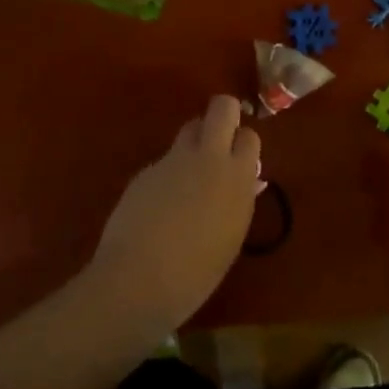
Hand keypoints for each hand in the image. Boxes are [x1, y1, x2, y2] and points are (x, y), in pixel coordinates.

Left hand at [89, 95, 263, 337]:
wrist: (138, 279)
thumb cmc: (196, 273)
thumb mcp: (230, 239)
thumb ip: (239, 202)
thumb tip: (248, 182)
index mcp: (237, 178)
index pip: (249, 137)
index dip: (243, 144)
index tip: (240, 158)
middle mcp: (208, 158)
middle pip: (222, 109)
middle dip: (224, 113)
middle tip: (221, 136)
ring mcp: (174, 160)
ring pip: (190, 127)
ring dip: (195, 139)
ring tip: (190, 172)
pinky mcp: (146, 169)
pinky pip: (166, 159)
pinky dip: (169, 172)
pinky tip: (160, 204)